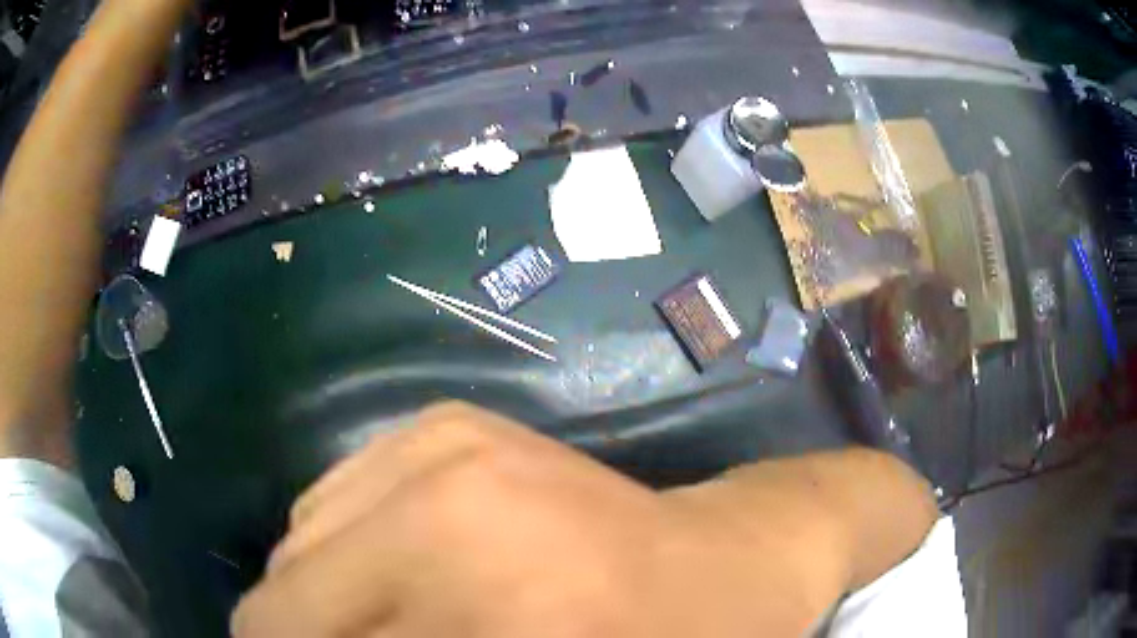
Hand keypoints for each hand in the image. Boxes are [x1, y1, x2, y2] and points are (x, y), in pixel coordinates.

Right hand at [232, 402, 847, 636]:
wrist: (725, 560)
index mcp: (472, 592)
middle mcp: (435, 497)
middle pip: (282, 602)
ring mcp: (435, 443)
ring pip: (294, 551)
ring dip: (319, 607)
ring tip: (387, 627)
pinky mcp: (438, 423)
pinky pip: (325, 509)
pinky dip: (339, 562)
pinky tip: (397, 582)